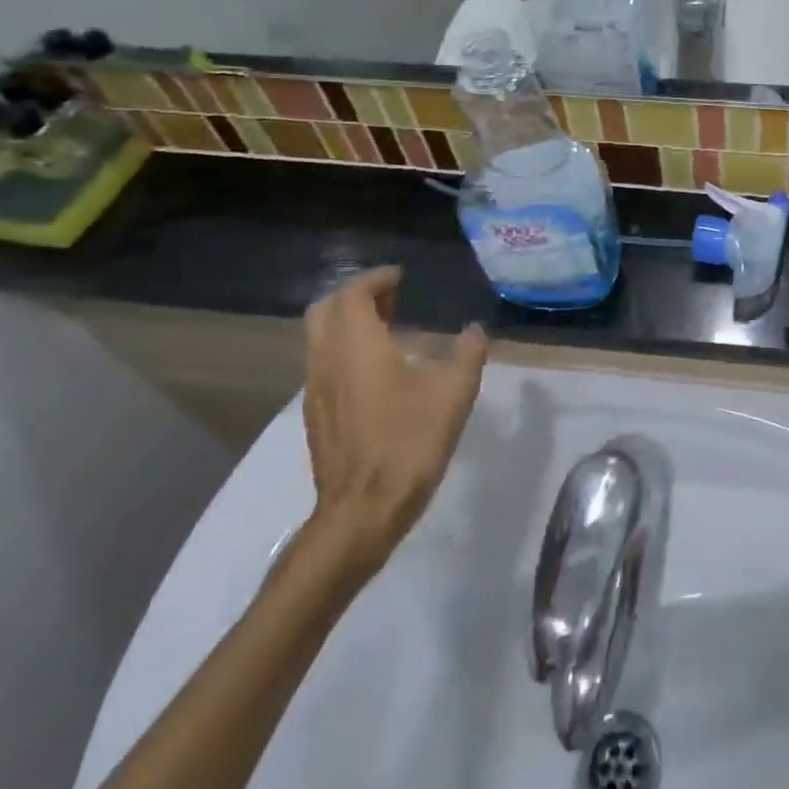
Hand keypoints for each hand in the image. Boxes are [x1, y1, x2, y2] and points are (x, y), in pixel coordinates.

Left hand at [299, 268, 486, 580]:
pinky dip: (343, 351)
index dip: (375, 279)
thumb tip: (473, 331)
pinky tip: (375, 372)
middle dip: (355, 296)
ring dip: (348, 324)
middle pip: (325, 310)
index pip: (353, 294)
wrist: (363, 511)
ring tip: (386, 330)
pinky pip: (323, 365)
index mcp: (357, 345)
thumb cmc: (409, 442)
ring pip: (320, 339)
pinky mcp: (315, 416)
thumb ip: (467, 354)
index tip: (399, 277)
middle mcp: (327, 360)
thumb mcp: (454, 393)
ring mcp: (316, 390)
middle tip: (391, 299)